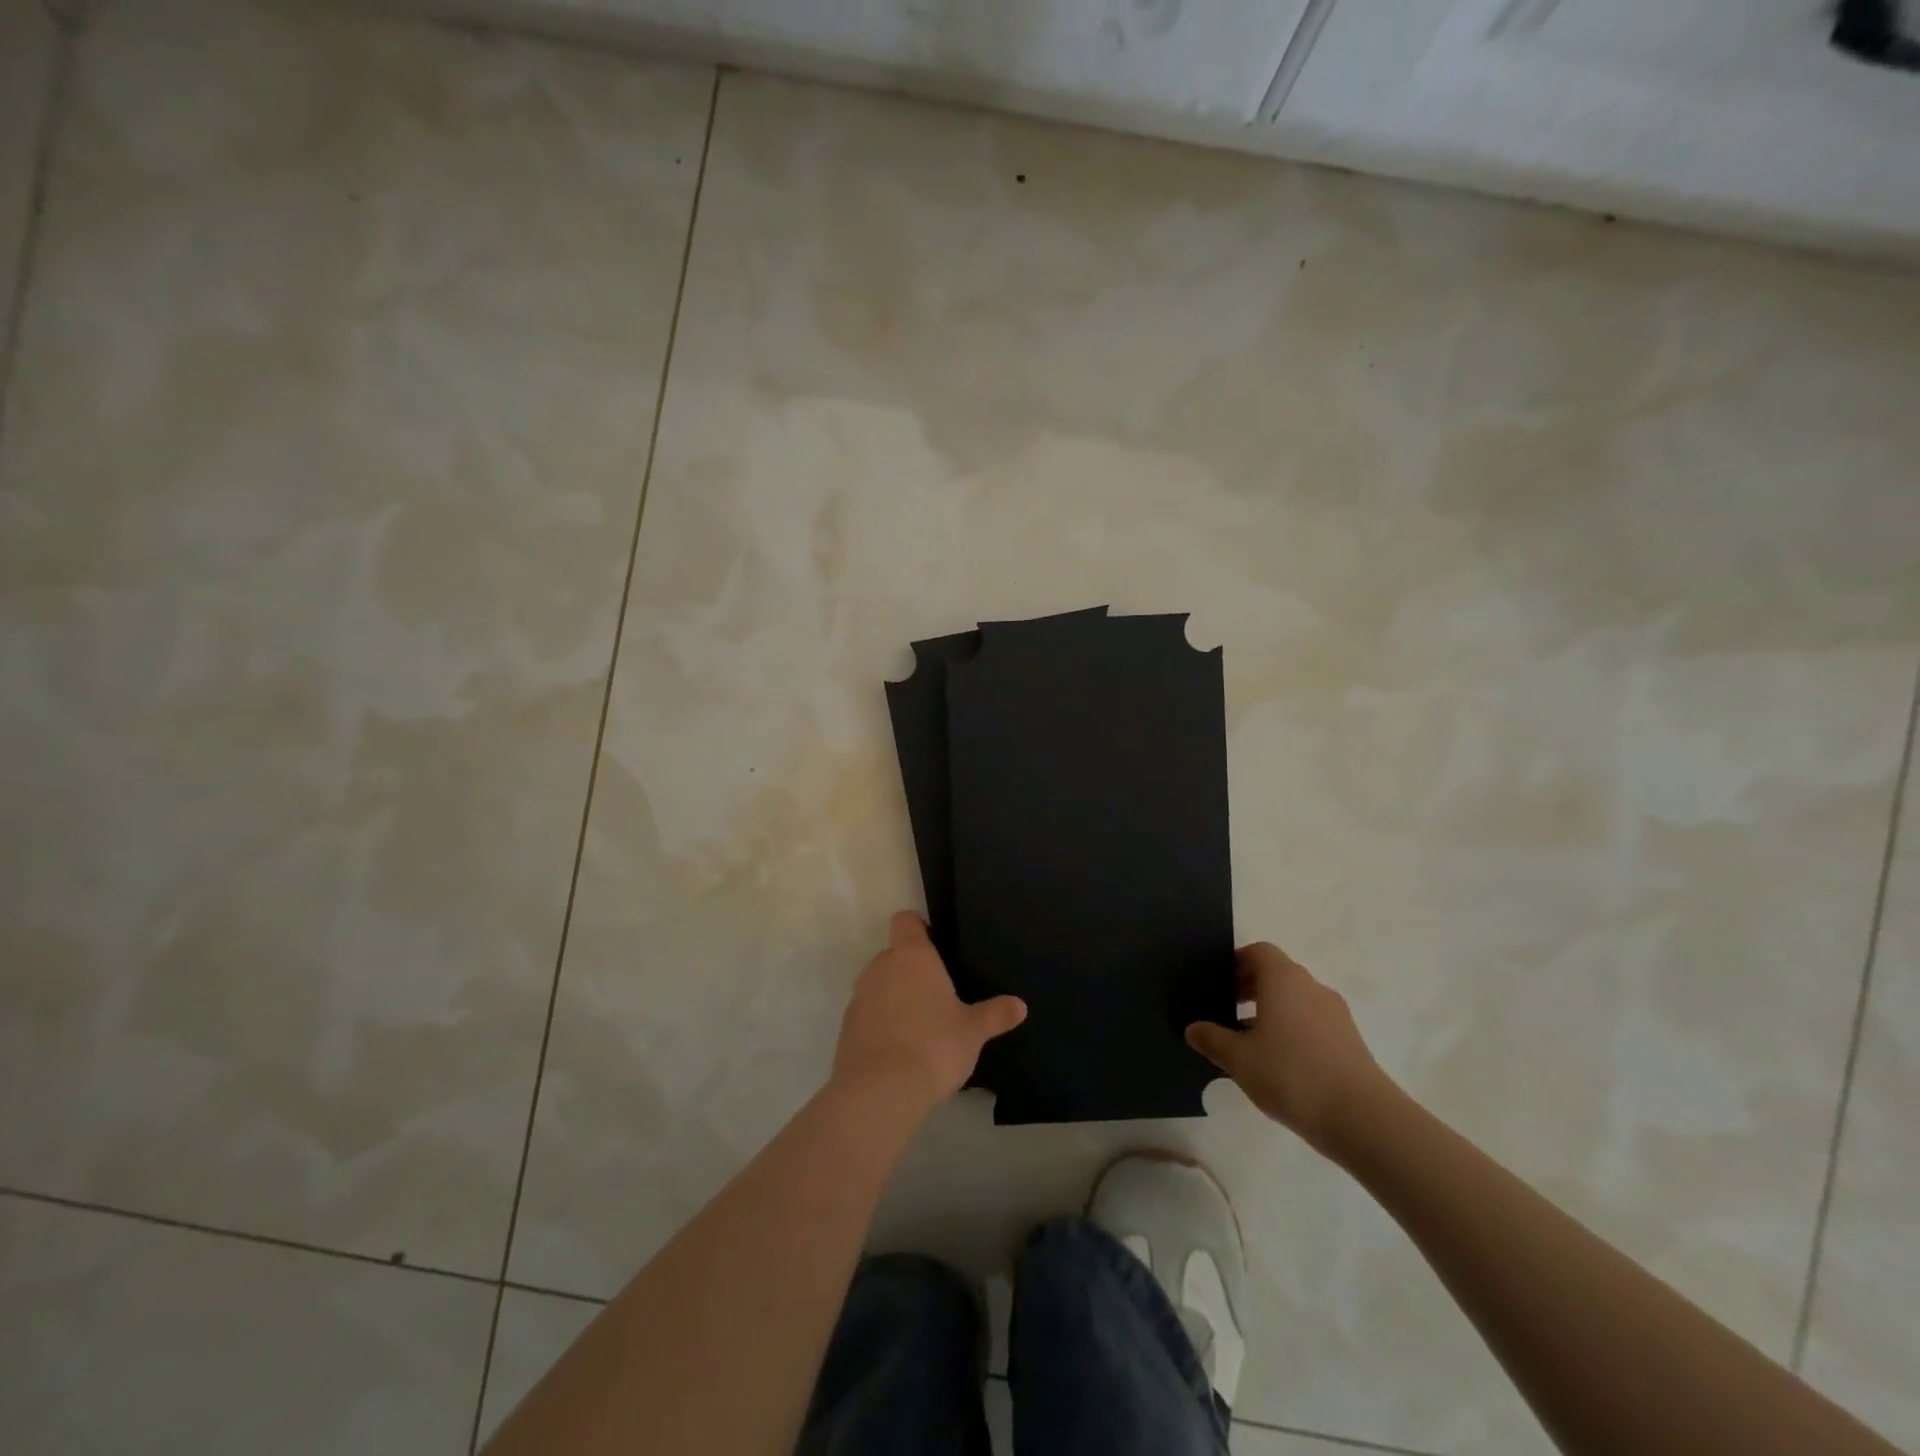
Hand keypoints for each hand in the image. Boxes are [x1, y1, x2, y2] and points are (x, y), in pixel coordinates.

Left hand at [831, 912, 1026, 1117]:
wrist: (880, 1092)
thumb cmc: (934, 1046)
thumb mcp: (973, 1031)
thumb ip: (995, 1014)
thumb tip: (1020, 1005)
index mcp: (912, 956)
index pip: (906, 920)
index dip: (919, 927)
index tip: (937, 946)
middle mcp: (881, 967)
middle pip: (894, 955)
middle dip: (912, 970)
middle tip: (938, 996)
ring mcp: (859, 997)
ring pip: (879, 986)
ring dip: (894, 998)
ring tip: (920, 1027)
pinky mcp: (846, 1028)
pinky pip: (867, 1015)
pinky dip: (880, 1024)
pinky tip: (900, 1051)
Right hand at [1186, 943, 1390, 1153]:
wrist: (1363, 1119)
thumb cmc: (1292, 1075)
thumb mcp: (1239, 1059)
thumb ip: (1212, 1040)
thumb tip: (1193, 1029)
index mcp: (1284, 979)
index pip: (1259, 952)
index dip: (1236, 962)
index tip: (1217, 982)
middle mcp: (1311, 987)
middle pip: (1277, 974)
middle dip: (1249, 988)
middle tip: (1223, 1010)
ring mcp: (1335, 1015)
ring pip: (1295, 1001)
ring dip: (1270, 1012)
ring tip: (1246, 1042)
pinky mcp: (1349, 1042)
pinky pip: (1311, 1023)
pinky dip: (1291, 1031)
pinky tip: (1276, 1063)